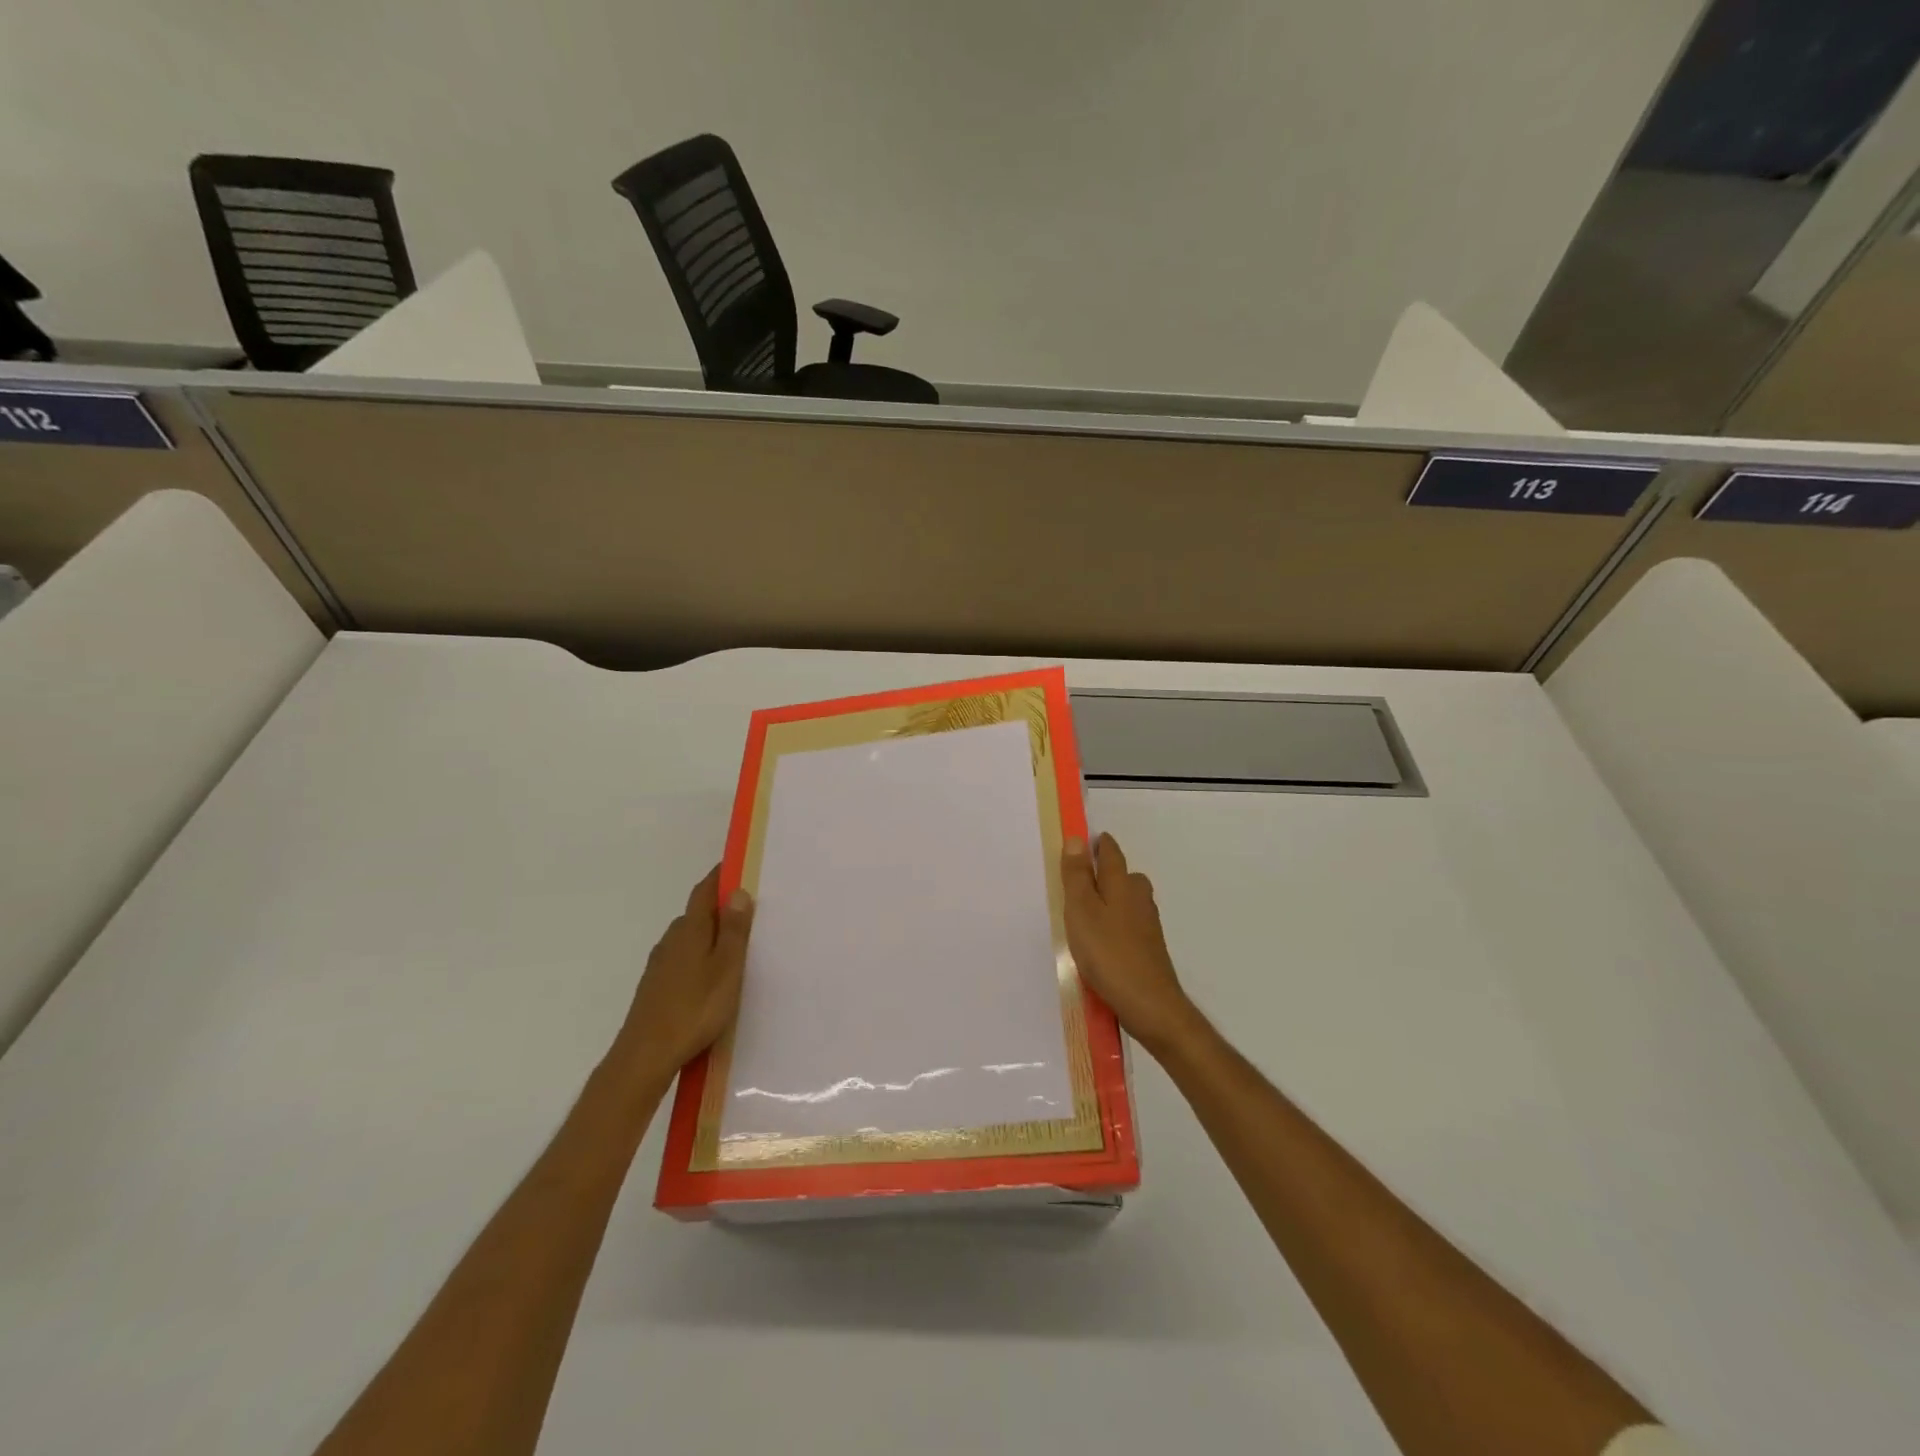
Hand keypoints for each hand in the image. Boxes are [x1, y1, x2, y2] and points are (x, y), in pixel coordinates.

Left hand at [618, 866, 753, 1077]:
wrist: (645, 1056)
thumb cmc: (695, 1008)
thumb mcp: (727, 968)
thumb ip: (734, 930)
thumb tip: (737, 891)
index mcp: (691, 929)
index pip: (704, 891)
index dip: (720, 876)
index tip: (739, 866)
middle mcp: (672, 939)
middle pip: (697, 913)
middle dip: (720, 908)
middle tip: (749, 913)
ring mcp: (660, 964)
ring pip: (689, 938)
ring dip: (710, 935)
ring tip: (735, 948)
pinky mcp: (655, 986)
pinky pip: (682, 959)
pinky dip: (699, 957)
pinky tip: (711, 978)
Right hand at [1062, 833, 1200, 1055]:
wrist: (1149, 1003)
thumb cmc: (1108, 953)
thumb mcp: (1081, 910)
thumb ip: (1077, 876)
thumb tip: (1078, 839)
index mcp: (1122, 884)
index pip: (1111, 853)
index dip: (1099, 845)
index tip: (1087, 840)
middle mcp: (1139, 898)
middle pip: (1124, 876)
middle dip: (1107, 872)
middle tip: (1083, 877)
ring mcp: (1148, 925)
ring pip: (1129, 901)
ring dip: (1112, 899)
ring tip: (1088, 910)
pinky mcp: (1149, 949)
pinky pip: (1130, 924)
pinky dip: (1116, 924)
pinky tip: (1103, 940)